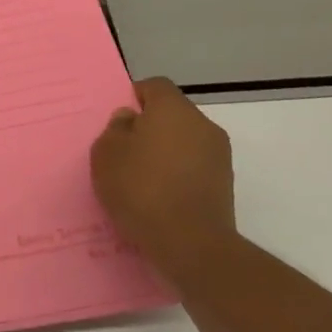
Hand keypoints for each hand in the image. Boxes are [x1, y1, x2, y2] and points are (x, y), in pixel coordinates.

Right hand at [91, 78, 236, 265]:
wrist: (191, 245)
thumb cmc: (141, 189)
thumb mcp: (106, 154)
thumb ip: (115, 129)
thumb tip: (131, 119)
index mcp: (173, 109)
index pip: (155, 86)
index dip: (135, 97)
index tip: (119, 121)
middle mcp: (202, 124)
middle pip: (172, 114)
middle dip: (150, 127)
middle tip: (125, 150)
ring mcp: (219, 155)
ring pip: (185, 141)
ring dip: (166, 152)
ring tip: (141, 178)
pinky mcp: (225, 185)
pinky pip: (194, 167)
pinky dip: (178, 175)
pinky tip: (160, 197)